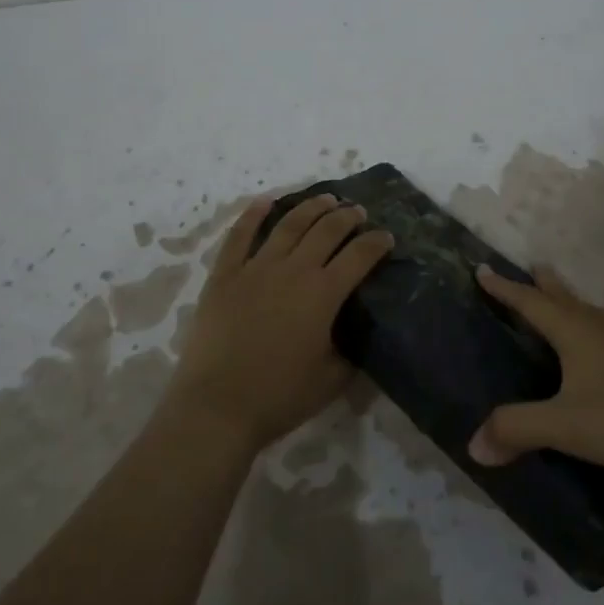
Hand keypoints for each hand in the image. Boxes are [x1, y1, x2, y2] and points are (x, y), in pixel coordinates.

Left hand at [168, 192, 394, 450]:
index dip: (376, 243)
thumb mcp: (331, 380)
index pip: (359, 256)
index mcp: (323, 294)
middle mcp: (293, 270)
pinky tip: (265, 201)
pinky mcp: (225, 275)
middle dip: (347, 217)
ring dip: (311, 207)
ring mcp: (256, 268)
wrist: (217, 406)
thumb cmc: (279, 397)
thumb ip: (349, 351)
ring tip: (325, 198)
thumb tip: (356, 333)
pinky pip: (240, 236)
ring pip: (288, 225)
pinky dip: (253, 215)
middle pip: (326, 230)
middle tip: (358, 212)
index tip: (386, 237)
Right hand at [468, 264, 603, 471]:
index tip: (482, 270)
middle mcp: (595, 327)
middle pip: (562, 296)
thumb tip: (473, 445)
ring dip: (567, 299)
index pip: (529, 302)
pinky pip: (603, 328)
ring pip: (586, 310)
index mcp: (572, 331)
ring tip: (558, 296)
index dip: (504, 288)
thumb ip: (518, 429)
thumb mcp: (563, 426)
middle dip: (542, 284)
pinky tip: (596, 341)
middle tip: (530, 268)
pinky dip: (587, 322)